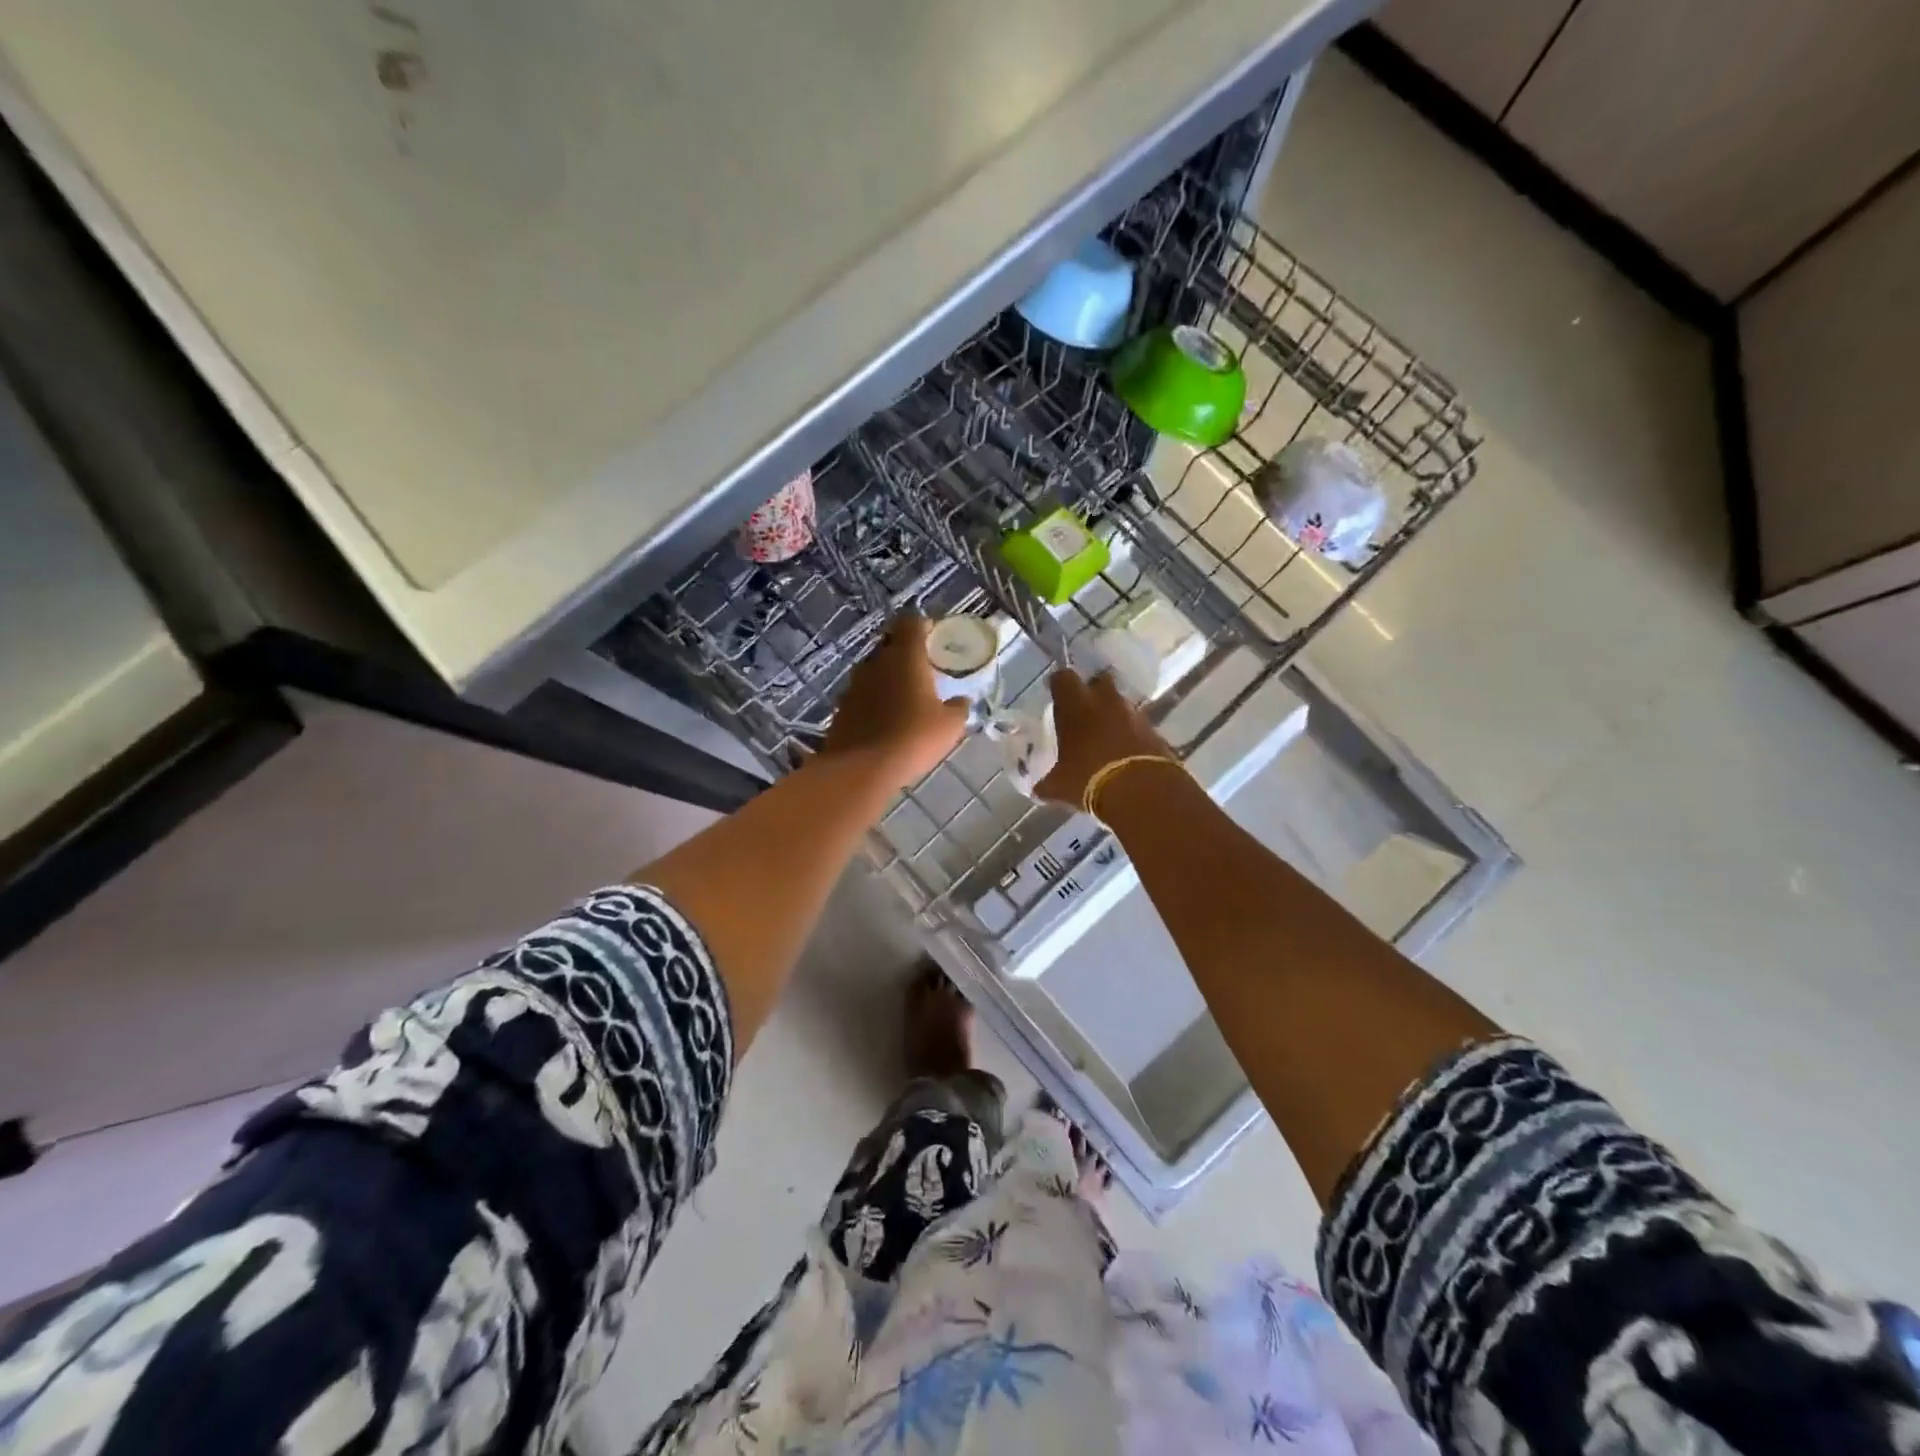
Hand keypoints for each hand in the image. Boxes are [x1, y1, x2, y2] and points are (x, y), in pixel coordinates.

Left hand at [822, 615, 968, 788]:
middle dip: (906, 654)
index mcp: (905, 656)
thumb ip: (958, 707)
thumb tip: (961, 700)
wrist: (861, 768)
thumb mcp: (950, 726)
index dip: (924, 626)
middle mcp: (875, 662)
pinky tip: (885, 721)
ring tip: (905, 700)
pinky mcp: (841, 708)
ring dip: (888, 679)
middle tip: (924, 672)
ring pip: (874, 671)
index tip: (935, 639)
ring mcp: (854, 685)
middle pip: (890, 645)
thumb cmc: (913, 738)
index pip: (911, 623)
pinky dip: (874, 701)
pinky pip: (862, 695)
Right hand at [1034, 669, 1175, 807]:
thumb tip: (1039, 789)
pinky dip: (1132, 734)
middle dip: (1093, 692)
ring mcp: (1134, 714)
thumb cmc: (1088, 779)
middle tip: (1084, 712)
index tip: (1056, 696)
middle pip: (1100, 681)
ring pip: (1121, 703)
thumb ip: (1047, 783)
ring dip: (1114, 714)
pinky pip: (1139, 726)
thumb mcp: (1059, 786)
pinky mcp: (1156, 731)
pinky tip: (1126, 754)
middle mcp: (1105, 701)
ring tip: (1106, 737)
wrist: (1141, 791)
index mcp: (1075, 706)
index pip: (1062, 678)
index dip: (1059, 685)